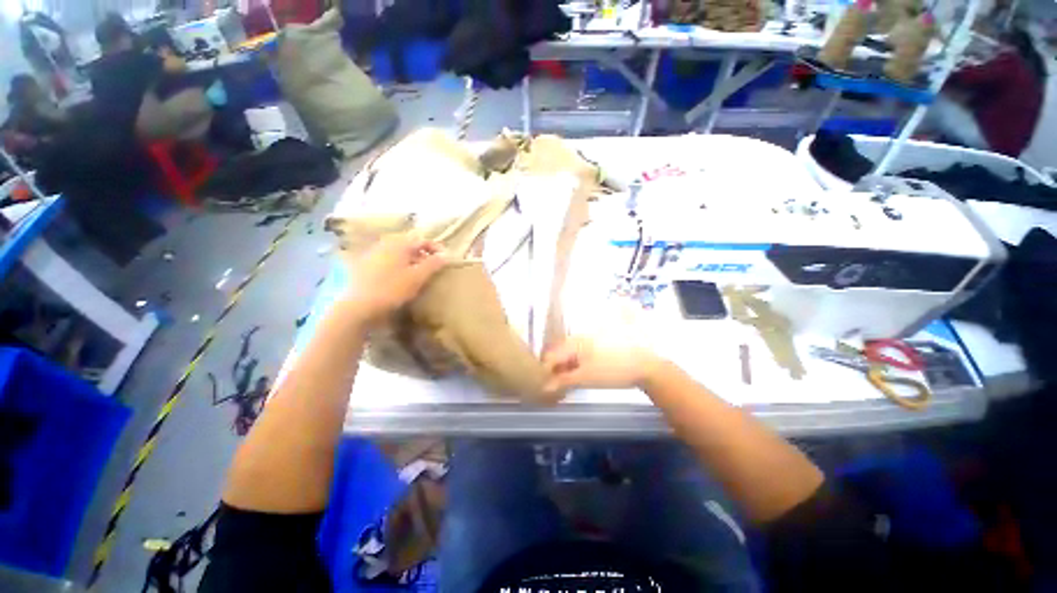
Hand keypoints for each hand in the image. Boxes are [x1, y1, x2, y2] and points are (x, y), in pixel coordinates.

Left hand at [342, 233, 447, 323]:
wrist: (358, 306)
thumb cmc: (391, 289)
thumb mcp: (417, 277)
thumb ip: (433, 264)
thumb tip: (446, 255)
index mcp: (398, 244)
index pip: (422, 240)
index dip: (436, 248)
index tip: (446, 259)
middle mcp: (385, 244)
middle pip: (409, 245)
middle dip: (424, 254)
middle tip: (433, 267)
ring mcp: (373, 254)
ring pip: (398, 253)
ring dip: (412, 260)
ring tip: (419, 274)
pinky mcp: (365, 266)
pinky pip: (388, 260)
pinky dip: (399, 265)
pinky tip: (401, 278)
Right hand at [543, 337, 662, 392]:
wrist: (645, 365)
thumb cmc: (612, 371)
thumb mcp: (585, 378)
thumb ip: (563, 381)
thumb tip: (544, 387)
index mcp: (573, 342)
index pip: (550, 355)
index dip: (545, 371)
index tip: (544, 386)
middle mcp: (578, 337)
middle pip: (559, 352)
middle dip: (554, 369)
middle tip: (555, 385)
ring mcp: (589, 339)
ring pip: (569, 353)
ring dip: (565, 367)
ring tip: (567, 382)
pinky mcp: (598, 343)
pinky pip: (580, 353)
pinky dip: (576, 364)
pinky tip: (579, 374)